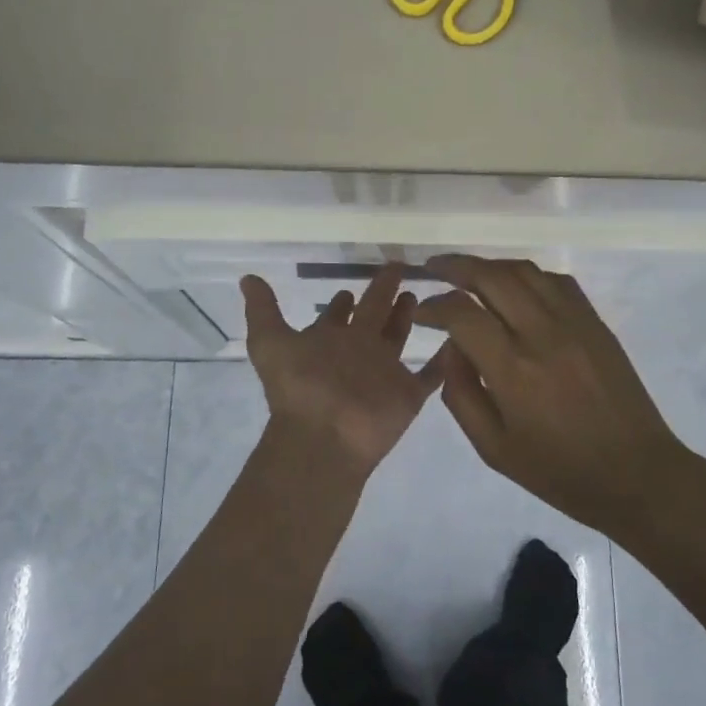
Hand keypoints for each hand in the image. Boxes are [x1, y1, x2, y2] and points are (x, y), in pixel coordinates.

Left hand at [241, 265, 445, 477]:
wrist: (324, 436)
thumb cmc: (299, 387)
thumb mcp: (270, 342)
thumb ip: (263, 309)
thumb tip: (247, 278)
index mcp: (329, 340)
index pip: (338, 315)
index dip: (342, 301)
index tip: (349, 286)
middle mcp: (357, 352)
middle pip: (374, 317)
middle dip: (383, 295)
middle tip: (397, 270)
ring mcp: (384, 373)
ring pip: (399, 338)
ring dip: (408, 318)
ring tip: (420, 295)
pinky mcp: (408, 394)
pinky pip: (432, 373)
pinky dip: (445, 359)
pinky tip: (458, 338)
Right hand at [414, 255, 686, 533]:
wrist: (635, 473)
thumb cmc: (559, 470)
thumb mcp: (493, 448)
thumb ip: (461, 394)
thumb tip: (451, 347)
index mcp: (513, 370)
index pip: (462, 313)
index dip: (433, 306)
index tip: (420, 311)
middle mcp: (542, 334)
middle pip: (492, 276)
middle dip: (456, 267)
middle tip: (434, 268)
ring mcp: (574, 322)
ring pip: (525, 270)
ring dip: (491, 265)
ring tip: (470, 272)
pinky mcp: (595, 322)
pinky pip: (557, 281)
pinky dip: (528, 276)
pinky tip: (516, 288)